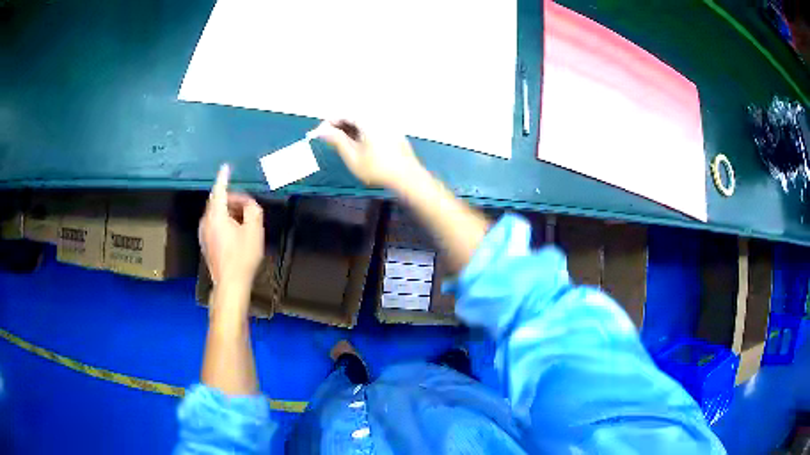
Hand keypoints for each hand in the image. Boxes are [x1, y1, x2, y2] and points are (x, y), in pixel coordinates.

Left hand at [199, 164, 264, 289]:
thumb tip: (248, 204)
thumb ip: (253, 210)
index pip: (220, 191)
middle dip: (232, 198)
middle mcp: (206, 221)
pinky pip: (214, 223)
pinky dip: (224, 219)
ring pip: (215, 213)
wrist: (230, 284)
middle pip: (217, 201)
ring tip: (244, 218)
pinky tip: (236, 230)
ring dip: (229, 210)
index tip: (226, 167)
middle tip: (248, 204)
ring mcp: (203, 233)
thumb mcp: (254, 231)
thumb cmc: (243, 257)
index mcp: (216, 216)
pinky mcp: (205, 242)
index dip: (224, 178)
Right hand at [314, 119, 424, 188]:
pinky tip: (357, 145)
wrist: (407, 177)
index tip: (317, 133)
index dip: (328, 122)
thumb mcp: (352, 156)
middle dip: (338, 125)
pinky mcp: (393, 132)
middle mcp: (378, 117)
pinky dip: (361, 132)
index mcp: (367, 120)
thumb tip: (321, 130)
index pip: (342, 114)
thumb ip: (336, 140)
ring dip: (349, 129)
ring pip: (363, 121)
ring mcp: (387, 123)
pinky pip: (372, 126)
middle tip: (327, 139)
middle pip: (353, 116)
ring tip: (340, 143)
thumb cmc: (377, 168)